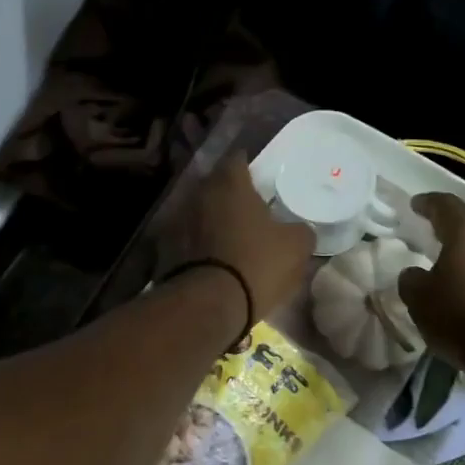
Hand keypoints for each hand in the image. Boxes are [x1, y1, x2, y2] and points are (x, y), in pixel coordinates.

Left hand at [162, 152, 314, 319]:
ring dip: (212, 220)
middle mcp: (198, 193)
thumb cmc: (256, 264)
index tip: (261, 179)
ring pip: (199, 212)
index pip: (238, 159)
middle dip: (230, 194)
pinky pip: (186, 238)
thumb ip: (301, 231)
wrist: (206, 305)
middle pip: (215, 185)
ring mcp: (176, 220)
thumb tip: (299, 230)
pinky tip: (212, 259)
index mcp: (229, 184)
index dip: (250, 167)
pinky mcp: (163, 249)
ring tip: (230, 237)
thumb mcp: (296, 248)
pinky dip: (198, 244)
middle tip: (249, 210)